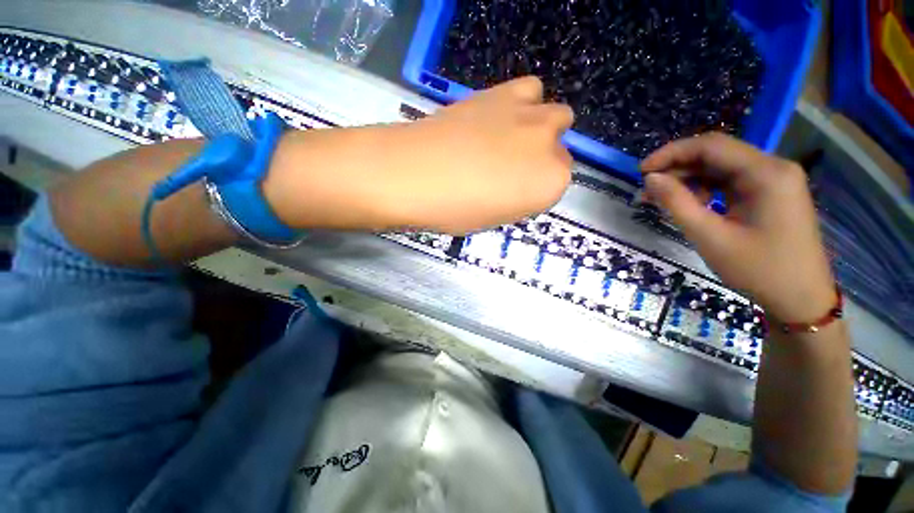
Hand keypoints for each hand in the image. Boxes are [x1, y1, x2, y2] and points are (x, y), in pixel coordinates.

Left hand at [388, 76, 574, 232]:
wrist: (416, 173)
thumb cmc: (454, 210)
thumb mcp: (494, 219)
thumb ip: (519, 199)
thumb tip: (519, 183)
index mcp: (550, 185)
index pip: (556, 184)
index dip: (534, 189)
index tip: (514, 193)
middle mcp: (549, 146)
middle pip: (559, 149)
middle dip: (541, 159)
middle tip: (510, 167)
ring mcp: (530, 115)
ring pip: (554, 115)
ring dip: (538, 128)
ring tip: (508, 139)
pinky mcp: (504, 92)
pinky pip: (530, 91)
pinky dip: (522, 104)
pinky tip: (498, 117)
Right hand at [640, 133, 834, 321]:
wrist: (801, 299)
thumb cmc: (759, 270)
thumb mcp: (710, 237)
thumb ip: (677, 203)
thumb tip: (651, 179)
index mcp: (766, 173)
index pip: (711, 146)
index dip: (671, 153)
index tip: (641, 171)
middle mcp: (773, 168)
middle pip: (716, 154)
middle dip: (677, 168)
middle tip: (647, 189)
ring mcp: (773, 180)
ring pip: (720, 168)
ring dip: (688, 180)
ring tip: (660, 199)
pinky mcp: (769, 193)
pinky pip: (729, 182)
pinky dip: (704, 190)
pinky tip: (688, 205)